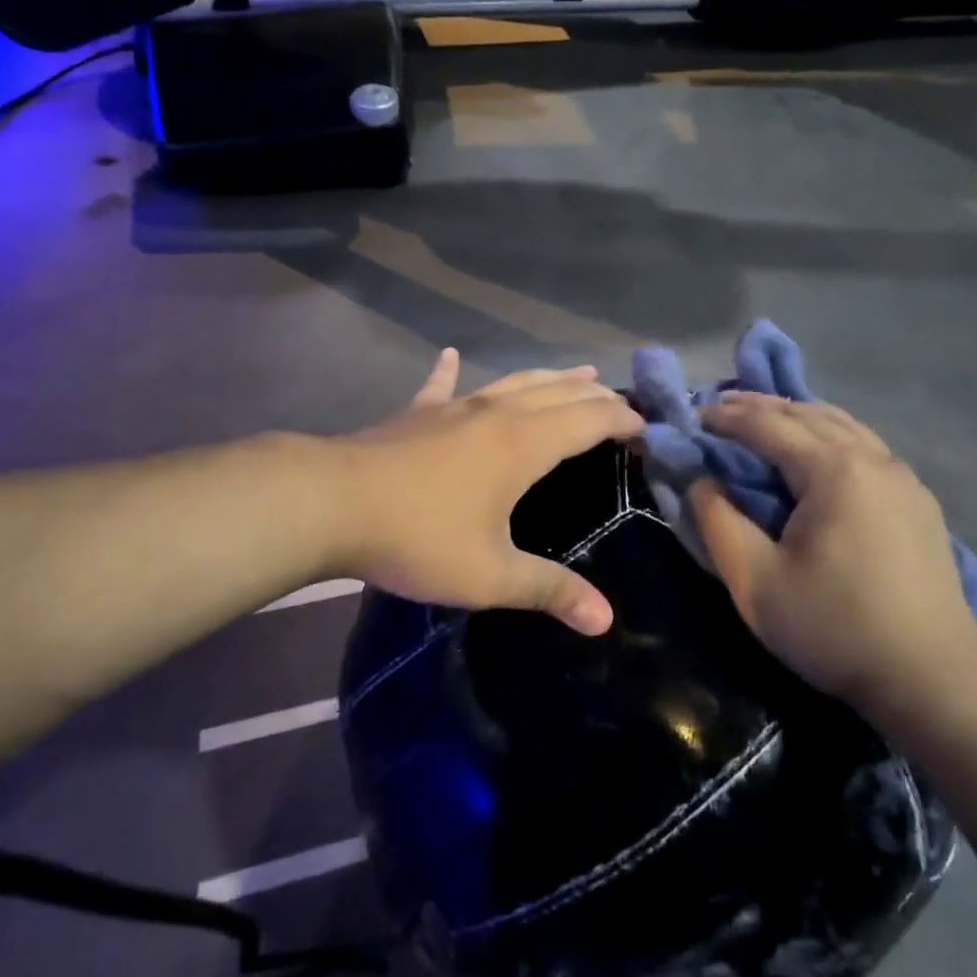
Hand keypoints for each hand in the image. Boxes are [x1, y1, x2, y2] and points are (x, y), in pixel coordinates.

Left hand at [333, 349, 643, 634]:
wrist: (330, 503)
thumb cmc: (418, 536)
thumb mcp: (489, 574)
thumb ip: (549, 591)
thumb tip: (605, 620)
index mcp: (524, 444)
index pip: (589, 420)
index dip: (622, 419)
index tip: (646, 427)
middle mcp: (496, 413)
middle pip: (559, 394)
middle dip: (595, 397)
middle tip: (621, 402)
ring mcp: (453, 407)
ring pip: (514, 382)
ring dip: (549, 377)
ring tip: (576, 372)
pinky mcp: (416, 413)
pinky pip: (441, 386)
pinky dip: (450, 371)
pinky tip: (451, 355)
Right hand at [689, 393, 976, 734]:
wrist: (933, 677)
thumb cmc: (834, 627)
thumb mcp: (755, 581)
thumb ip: (718, 522)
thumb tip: (700, 481)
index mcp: (833, 468)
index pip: (768, 425)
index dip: (726, 418)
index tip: (693, 416)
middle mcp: (872, 458)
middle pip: (808, 413)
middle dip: (760, 406)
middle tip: (721, 407)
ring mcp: (903, 477)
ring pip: (843, 425)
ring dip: (798, 415)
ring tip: (765, 418)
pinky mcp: (918, 501)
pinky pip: (866, 447)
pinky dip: (830, 435)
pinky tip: (819, 452)